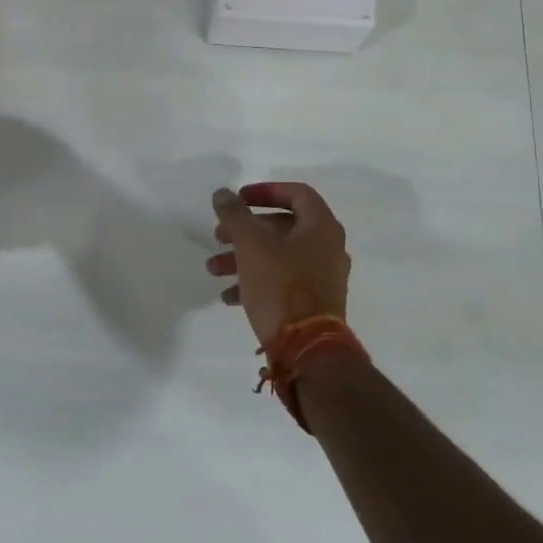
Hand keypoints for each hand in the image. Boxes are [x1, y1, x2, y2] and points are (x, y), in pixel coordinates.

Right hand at [207, 182, 350, 344]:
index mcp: (321, 226)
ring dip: (244, 257)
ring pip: (278, 256)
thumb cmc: (281, 286)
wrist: (308, 350)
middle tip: (219, 235)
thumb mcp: (251, 244)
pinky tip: (229, 296)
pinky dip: (256, 281)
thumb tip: (223, 193)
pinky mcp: (314, 303)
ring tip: (214, 268)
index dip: (265, 191)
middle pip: (282, 227)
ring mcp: (323, 277)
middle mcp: (328, 248)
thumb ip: (235, 214)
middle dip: (246, 230)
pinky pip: (283, 282)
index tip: (238, 199)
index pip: (297, 193)